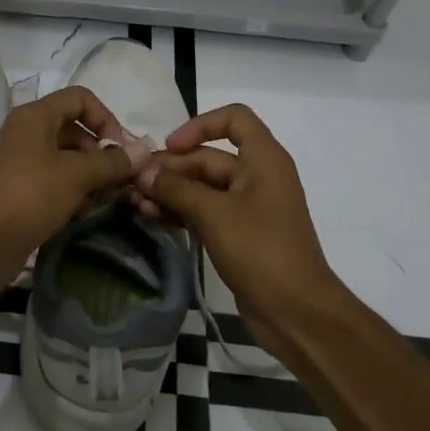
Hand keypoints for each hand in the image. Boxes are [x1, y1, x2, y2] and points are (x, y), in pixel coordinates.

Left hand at [0, 86, 134, 294]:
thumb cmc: (29, 196)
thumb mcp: (76, 176)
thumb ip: (112, 162)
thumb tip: (143, 152)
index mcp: (33, 117)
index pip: (80, 98)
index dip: (106, 119)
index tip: (121, 151)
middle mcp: (22, 132)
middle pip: (73, 130)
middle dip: (100, 154)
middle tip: (118, 182)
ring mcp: (15, 162)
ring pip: (62, 159)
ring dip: (88, 176)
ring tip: (104, 201)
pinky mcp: (13, 190)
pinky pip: (49, 181)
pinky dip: (68, 192)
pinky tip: (82, 214)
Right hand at [138, 103, 344, 333]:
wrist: (296, 312)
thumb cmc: (261, 251)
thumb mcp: (214, 214)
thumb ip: (175, 188)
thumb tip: (142, 172)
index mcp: (264, 160)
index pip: (234, 118)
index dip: (200, 124)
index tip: (170, 147)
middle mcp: (257, 176)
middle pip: (208, 157)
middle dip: (171, 168)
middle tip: (134, 182)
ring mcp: (248, 207)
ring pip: (202, 187)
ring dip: (169, 191)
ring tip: (135, 203)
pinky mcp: (238, 234)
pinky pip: (204, 211)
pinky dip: (179, 211)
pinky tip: (151, 217)